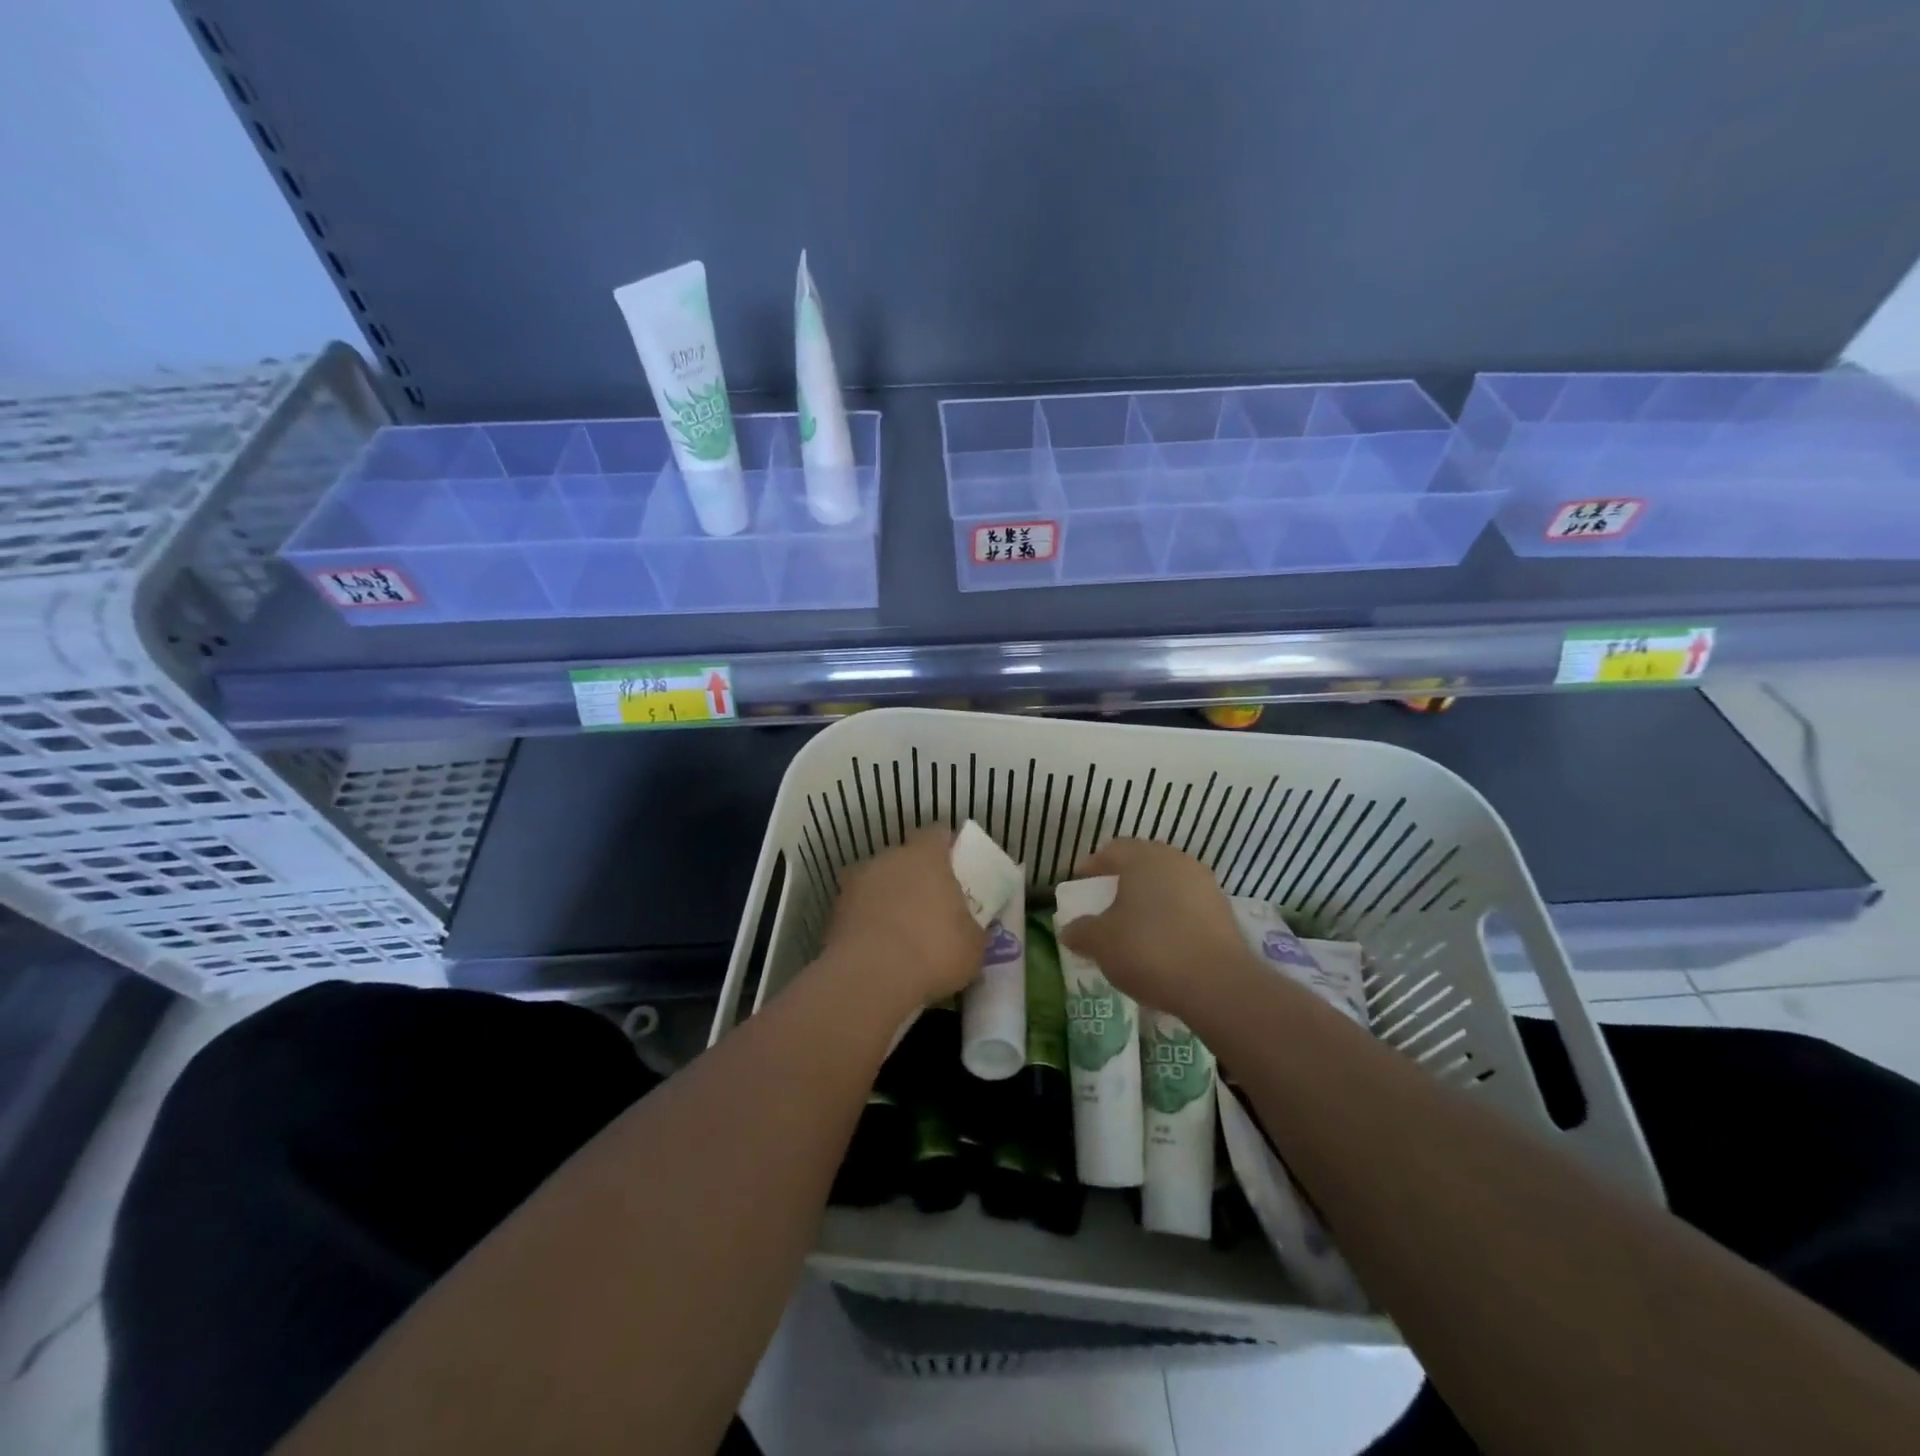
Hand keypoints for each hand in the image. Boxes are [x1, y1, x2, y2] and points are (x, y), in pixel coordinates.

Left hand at [818, 827, 986, 1013]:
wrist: (869, 978)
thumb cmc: (933, 951)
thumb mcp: (973, 946)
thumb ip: (971, 928)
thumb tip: (969, 929)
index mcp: (926, 856)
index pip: (937, 834)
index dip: (947, 848)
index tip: (956, 868)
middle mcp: (889, 858)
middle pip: (904, 858)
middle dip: (916, 876)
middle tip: (930, 905)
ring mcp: (856, 883)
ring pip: (878, 883)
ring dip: (888, 899)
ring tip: (901, 932)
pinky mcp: (834, 911)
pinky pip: (858, 910)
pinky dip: (867, 922)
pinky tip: (878, 949)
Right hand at [1056, 838, 1250, 1017]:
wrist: (1217, 984)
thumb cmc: (1148, 950)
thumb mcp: (1100, 943)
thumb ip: (1080, 931)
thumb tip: (1069, 930)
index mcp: (1143, 857)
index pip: (1111, 850)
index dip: (1092, 867)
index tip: (1080, 886)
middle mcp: (1176, 861)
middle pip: (1141, 864)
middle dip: (1121, 883)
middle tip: (1105, 905)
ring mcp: (1204, 884)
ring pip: (1166, 884)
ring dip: (1148, 900)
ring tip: (1133, 927)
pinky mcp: (1223, 911)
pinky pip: (1186, 906)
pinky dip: (1171, 918)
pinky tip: (1162, 943)